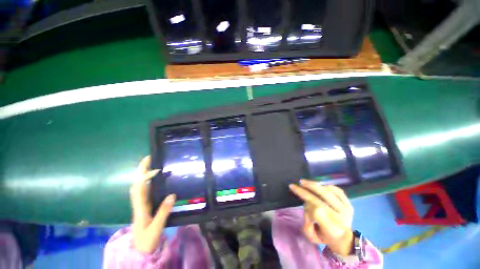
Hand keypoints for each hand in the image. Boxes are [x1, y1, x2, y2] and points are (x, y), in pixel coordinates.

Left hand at [130, 156, 175, 252]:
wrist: (139, 250)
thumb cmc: (146, 240)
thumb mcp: (156, 228)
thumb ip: (163, 211)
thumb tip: (172, 195)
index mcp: (140, 208)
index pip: (139, 189)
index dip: (145, 178)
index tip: (157, 170)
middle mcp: (139, 203)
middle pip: (137, 184)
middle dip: (141, 171)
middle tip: (148, 158)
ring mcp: (141, 204)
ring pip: (139, 186)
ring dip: (143, 174)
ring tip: (151, 164)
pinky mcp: (145, 206)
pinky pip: (144, 190)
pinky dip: (147, 182)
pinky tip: (154, 179)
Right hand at [289, 180, 353, 255]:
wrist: (343, 239)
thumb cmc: (324, 236)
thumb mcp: (312, 236)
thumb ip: (306, 223)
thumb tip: (306, 205)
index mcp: (333, 228)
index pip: (317, 211)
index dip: (306, 203)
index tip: (298, 199)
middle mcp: (341, 216)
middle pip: (322, 197)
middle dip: (308, 188)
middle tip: (298, 183)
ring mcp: (347, 209)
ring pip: (329, 191)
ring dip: (315, 185)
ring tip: (305, 182)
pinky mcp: (350, 204)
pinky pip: (337, 190)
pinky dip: (326, 186)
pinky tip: (318, 185)